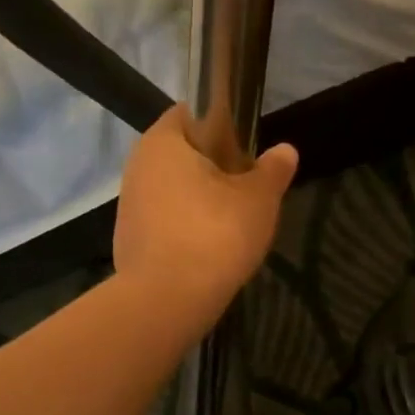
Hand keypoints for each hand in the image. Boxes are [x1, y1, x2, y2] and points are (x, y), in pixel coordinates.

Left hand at [113, 105, 298, 331]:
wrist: (168, 300)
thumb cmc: (215, 234)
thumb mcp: (259, 199)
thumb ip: (273, 171)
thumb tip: (285, 151)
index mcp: (163, 141)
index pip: (190, 114)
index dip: (221, 127)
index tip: (245, 153)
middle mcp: (137, 166)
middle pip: (182, 156)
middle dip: (212, 170)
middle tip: (245, 194)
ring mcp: (129, 205)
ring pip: (172, 192)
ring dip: (198, 204)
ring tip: (229, 229)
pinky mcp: (128, 241)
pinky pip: (164, 225)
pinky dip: (184, 232)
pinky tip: (207, 254)